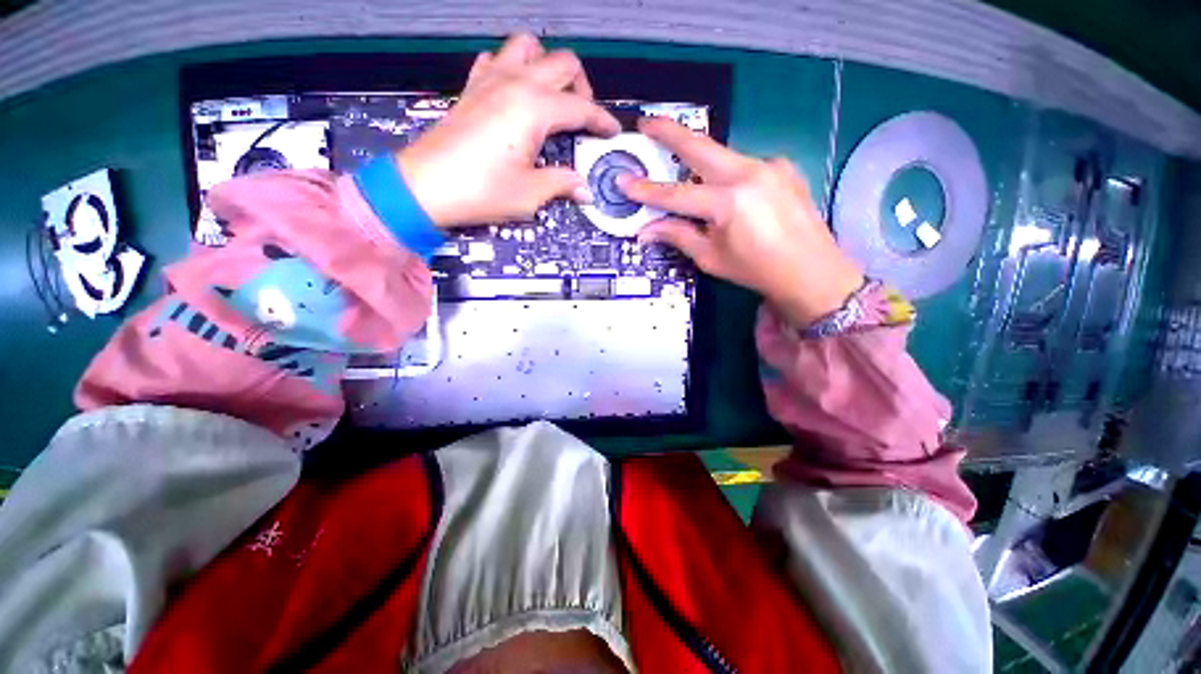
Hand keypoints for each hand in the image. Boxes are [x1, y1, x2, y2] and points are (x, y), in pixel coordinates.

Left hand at [397, 34, 619, 227]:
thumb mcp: (530, 194)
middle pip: (562, 63)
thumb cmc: (480, 191)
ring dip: (547, 66)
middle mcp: (515, 83)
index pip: (581, 107)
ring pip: (528, 47)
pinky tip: (515, 91)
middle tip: (583, 116)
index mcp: (534, 108)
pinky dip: (512, 67)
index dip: (602, 120)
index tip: (611, 131)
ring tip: (552, 96)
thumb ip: (562, 184)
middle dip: (582, 87)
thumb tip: (584, 189)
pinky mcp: (472, 88)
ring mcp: (490, 80)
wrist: (426, 187)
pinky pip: (496, 59)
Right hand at [619, 117, 864, 326]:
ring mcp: (770, 165)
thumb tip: (647, 230)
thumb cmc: (757, 271)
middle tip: (646, 123)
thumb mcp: (712, 258)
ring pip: (723, 157)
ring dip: (700, 163)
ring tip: (687, 176)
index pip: (676, 194)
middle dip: (670, 132)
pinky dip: (728, 177)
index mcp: (729, 203)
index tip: (623, 180)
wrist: (812, 271)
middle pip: (701, 146)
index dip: (646, 190)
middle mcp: (749, 173)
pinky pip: (744, 166)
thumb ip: (679, 236)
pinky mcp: (783, 167)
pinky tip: (730, 196)